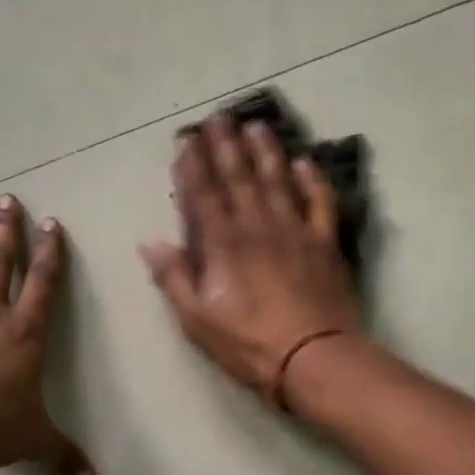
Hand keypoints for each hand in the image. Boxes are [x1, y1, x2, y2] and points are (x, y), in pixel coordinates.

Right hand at [141, 114, 361, 403]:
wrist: (314, 358)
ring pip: (278, 181)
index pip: (203, 195)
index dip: (193, 166)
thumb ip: (175, 277)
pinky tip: (306, 162)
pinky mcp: (325, 243)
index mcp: (223, 244)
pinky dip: (313, 180)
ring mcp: (295, 231)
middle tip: (219, 117)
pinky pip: (320, 203)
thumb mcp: (197, 319)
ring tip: (257, 126)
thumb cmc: (249, 343)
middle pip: (239, 178)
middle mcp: (258, 226)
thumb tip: (150, 242)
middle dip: (226, 146)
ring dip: (266, 152)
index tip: (187, 140)